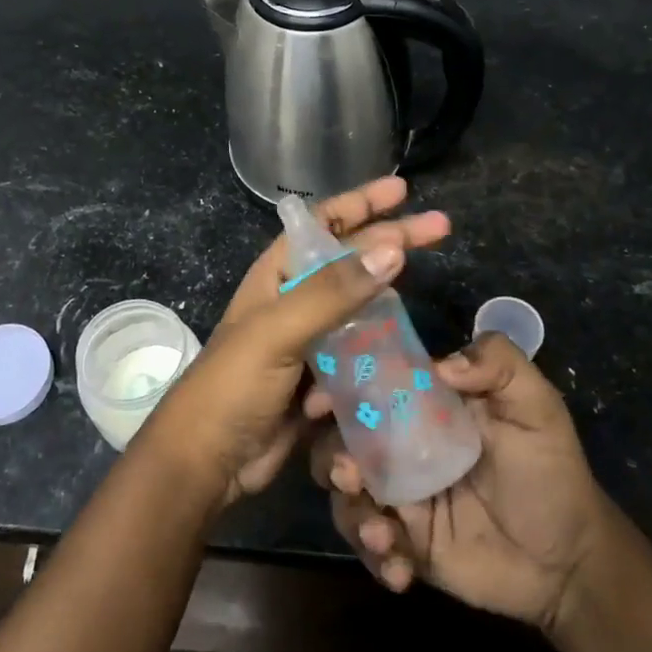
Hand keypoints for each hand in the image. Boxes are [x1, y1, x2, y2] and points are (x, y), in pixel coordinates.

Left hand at [145, 177, 450, 508]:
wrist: (209, 460)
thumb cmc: (233, 384)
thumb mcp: (278, 330)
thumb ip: (333, 292)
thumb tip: (393, 249)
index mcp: (277, 275)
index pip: (324, 224)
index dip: (361, 203)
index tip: (403, 191)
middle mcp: (295, 299)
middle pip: (352, 261)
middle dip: (392, 242)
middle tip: (442, 229)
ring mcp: (310, 339)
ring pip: (361, 309)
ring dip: (389, 302)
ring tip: (426, 289)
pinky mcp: (321, 377)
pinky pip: (361, 353)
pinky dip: (378, 350)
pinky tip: (403, 350)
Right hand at [308, 332, 603, 633]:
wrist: (570, 560)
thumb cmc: (550, 471)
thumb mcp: (536, 407)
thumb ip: (499, 364)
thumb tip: (441, 365)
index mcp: (422, 407)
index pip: (367, 386)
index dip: (336, 389)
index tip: (319, 402)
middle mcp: (399, 447)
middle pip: (340, 441)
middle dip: (330, 456)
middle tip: (348, 473)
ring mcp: (399, 498)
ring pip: (345, 496)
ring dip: (350, 512)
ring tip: (382, 532)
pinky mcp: (404, 544)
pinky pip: (370, 548)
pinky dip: (375, 557)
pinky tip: (401, 570)